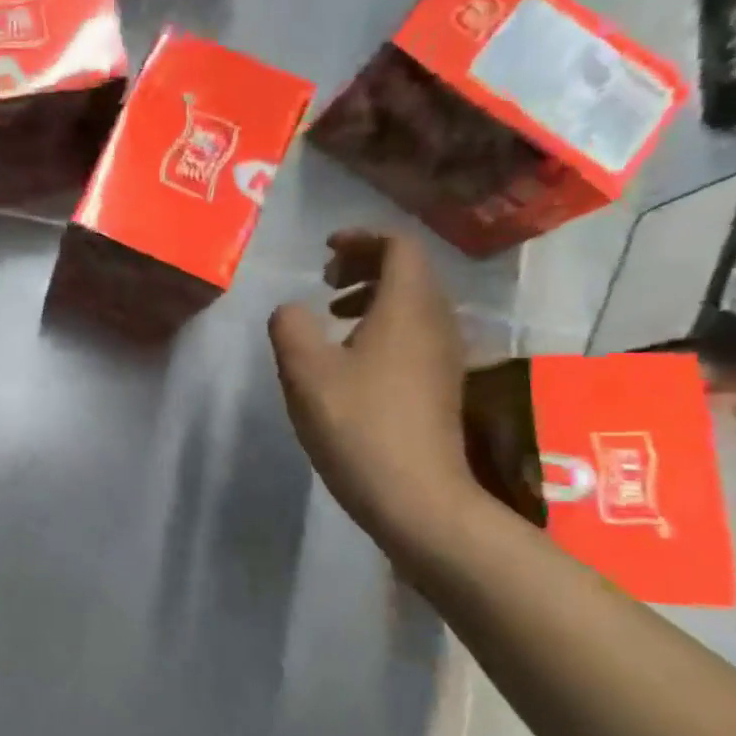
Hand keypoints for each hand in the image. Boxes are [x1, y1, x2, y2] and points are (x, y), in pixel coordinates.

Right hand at [268, 230, 476, 540]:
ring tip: (333, 316)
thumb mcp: (305, 371)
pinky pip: (416, 332)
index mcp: (408, 307)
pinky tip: (352, 359)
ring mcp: (445, 355)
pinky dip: (383, 325)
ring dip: (373, 296)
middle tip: (324, 280)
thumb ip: (290, 326)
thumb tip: (291, 311)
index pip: (398, 246)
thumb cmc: (358, 425)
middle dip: (365, 264)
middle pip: (410, 271)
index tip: (324, 251)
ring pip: (414, 303)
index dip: (361, 238)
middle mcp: (437, 322)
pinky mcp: (441, 384)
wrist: (416, 497)